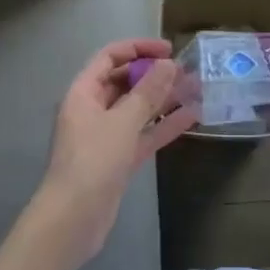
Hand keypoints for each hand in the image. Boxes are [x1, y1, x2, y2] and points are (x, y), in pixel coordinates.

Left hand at [36, 39, 194, 260]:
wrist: (73, 220)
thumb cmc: (93, 161)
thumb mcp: (123, 122)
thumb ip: (147, 92)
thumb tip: (169, 65)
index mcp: (83, 93)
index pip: (109, 57)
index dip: (138, 48)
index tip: (168, 50)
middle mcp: (92, 110)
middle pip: (125, 82)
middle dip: (154, 75)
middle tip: (186, 72)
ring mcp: (106, 136)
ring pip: (137, 109)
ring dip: (164, 99)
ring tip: (196, 89)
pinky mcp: (119, 159)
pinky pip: (143, 134)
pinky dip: (164, 126)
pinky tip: (192, 117)